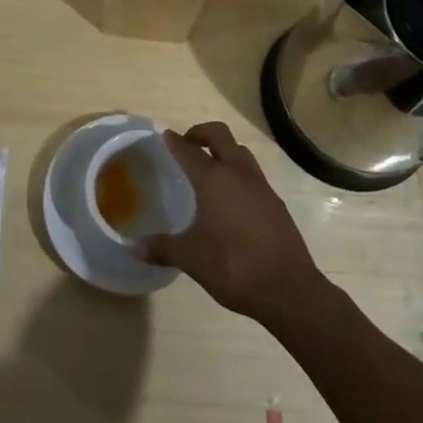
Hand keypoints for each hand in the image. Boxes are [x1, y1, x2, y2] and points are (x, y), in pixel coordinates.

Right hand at [140, 122, 326, 329]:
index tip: (165, 135)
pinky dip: (239, 174)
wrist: (288, 289)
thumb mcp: (191, 258)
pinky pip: (253, 175)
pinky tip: (232, 199)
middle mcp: (238, 173)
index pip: (189, 150)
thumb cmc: (233, 266)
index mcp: (214, 180)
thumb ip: (162, 248)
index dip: (175, 141)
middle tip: (187, 143)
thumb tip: (134, 247)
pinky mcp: (276, 202)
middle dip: (201, 133)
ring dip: (224, 151)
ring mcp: (261, 186)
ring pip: (240, 152)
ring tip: (209, 168)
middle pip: (220, 135)